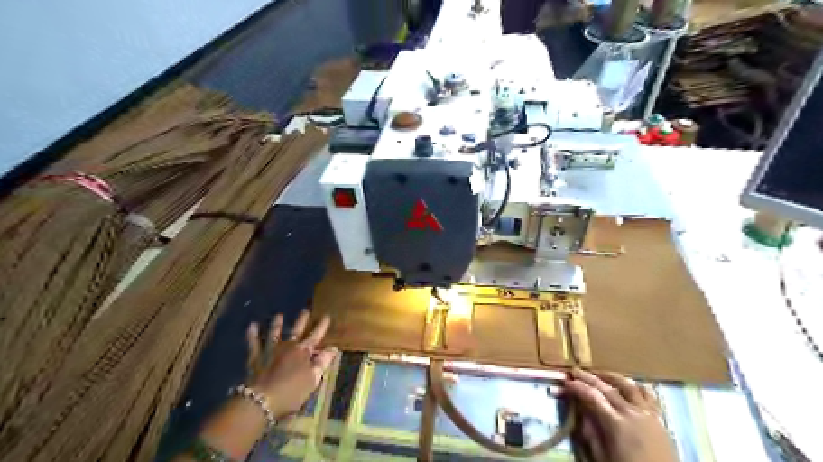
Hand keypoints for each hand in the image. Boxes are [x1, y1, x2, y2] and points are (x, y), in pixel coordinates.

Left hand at [244, 310, 336, 418]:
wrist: (261, 400)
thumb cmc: (291, 392)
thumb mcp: (312, 379)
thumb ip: (322, 363)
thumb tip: (333, 348)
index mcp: (303, 352)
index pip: (315, 336)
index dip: (321, 326)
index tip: (326, 316)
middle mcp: (288, 347)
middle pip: (297, 331)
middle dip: (302, 321)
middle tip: (305, 310)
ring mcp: (271, 351)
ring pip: (275, 334)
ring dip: (277, 324)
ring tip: (279, 315)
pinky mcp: (256, 358)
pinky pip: (254, 344)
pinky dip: (252, 334)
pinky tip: (252, 325)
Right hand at [563, 367, 678, 461]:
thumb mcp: (603, 458)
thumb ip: (591, 434)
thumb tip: (580, 413)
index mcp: (616, 424)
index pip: (592, 397)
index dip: (577, 388)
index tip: (566, 383)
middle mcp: (631, 413)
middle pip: (606, 388)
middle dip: (588, 378)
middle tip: (575, 371)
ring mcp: (648, 414)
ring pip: (628, 386)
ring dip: (611, 377)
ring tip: (599, 373)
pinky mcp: (659, 418)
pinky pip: (648, 395)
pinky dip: (635, 386)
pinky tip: (628, 385)